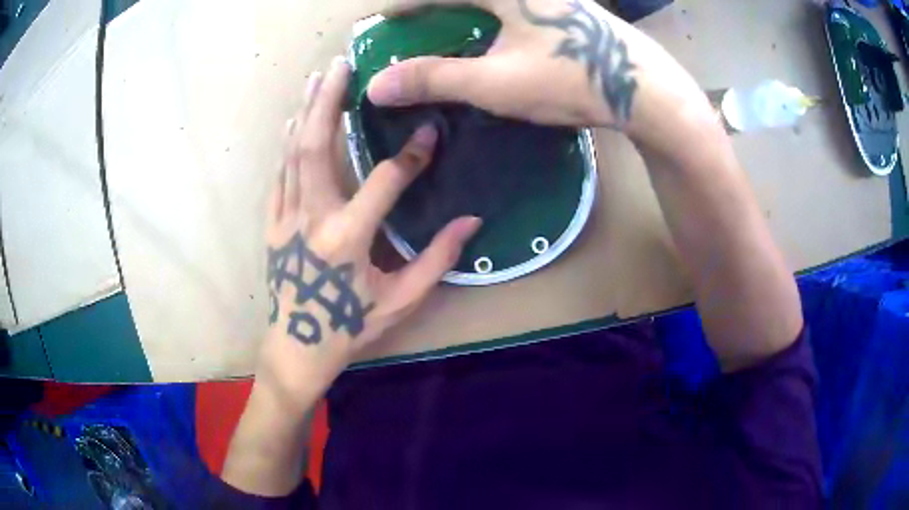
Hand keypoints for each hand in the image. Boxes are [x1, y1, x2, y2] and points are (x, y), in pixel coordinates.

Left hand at [258, 56, 480, 408]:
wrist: (297, 346)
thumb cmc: (351, 326)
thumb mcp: (401, 299)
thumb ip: (436, 259)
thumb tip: (472, 221)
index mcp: (348, 238)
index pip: (384, 181)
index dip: (412, 155)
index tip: (431, 131)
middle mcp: (312, 218)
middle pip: (316, 147)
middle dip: (328, 101)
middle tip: (342, 64)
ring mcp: (286, 217)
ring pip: (293, 153)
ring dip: (305, 111)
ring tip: (318, 78)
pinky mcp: (273, 223)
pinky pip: (279, 174)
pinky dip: (286, 144)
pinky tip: (293, 120)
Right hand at [368, 0, 640, 127]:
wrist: (645, 88)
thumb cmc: (570, 78)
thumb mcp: (495, 81)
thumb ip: (434, 78)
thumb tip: (376, 86)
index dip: (406, 4)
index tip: (383, 17)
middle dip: (436, 5)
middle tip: (413, 16)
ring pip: (495, 0)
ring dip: (466, 8)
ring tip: (446, 20)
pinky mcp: (570, 7)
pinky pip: (516, 6)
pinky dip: (493, 13)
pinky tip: (493, 28)